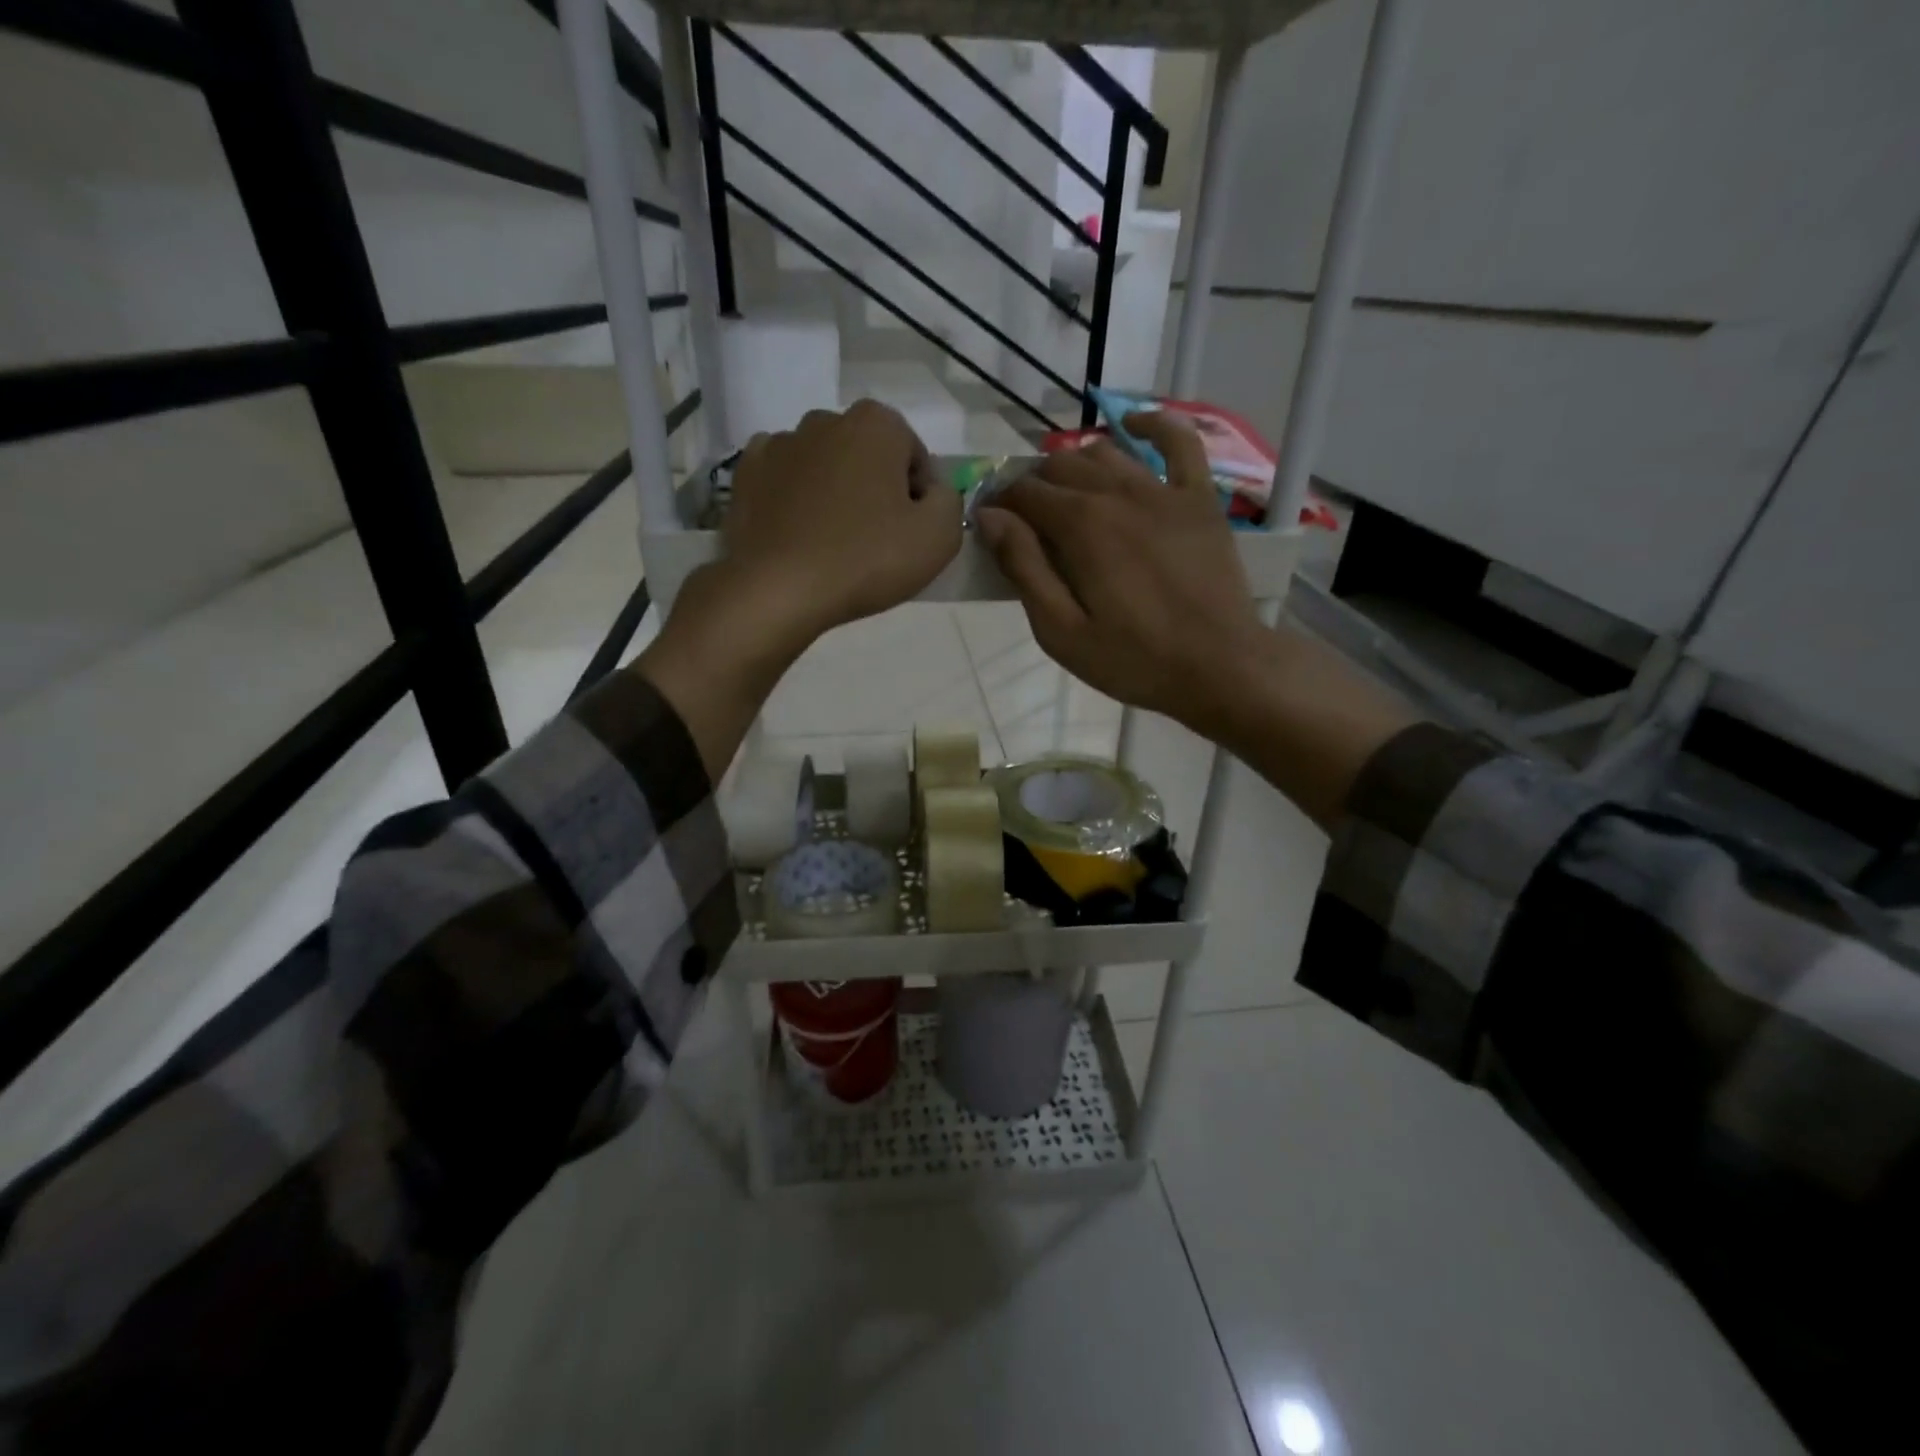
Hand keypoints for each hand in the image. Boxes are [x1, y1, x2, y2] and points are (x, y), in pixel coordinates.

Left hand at [637, 401, 960, 779]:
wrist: (770, 598)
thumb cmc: (862, 567)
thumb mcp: (936, 541)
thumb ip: (951, 507)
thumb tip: (932, 498)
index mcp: (873, 426)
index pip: (916, 457)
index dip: (922, 502)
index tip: (913, 544)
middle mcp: (821, 422)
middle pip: (869, 462)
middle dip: (880, 500)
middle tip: (878, 554)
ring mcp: (773, 450)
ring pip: (826, 478)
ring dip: (838, 508)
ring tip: (836, 561)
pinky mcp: (739, 484)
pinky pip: (786, 496)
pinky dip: (798, 518)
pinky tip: (800, 557)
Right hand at [976, 412, 1264, 734]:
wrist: (1219, 667)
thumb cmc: (1133, 659)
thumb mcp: (1061, 631)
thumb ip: (1024, 568)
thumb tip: (989, 517)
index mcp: (1081, 525)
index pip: (1024, 492)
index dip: (1001, 505)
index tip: (992, 527)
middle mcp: (1118, 493)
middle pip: (1061, 465)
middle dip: (1033, 486)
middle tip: (1028, 523)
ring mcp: (1164, 490)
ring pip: (1106, 453)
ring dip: (1076, 465)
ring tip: (1068, 496)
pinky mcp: (1200, 498)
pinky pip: (1179, 442)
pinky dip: (1153, 425)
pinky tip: (1132, 425)